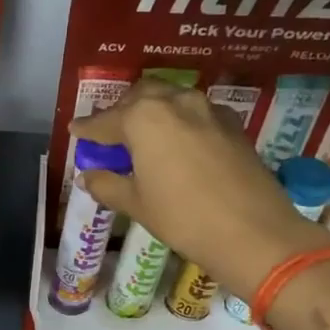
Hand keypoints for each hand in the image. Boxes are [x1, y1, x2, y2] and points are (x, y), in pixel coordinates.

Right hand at [73, 80, 329, 296]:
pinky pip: (196, 112)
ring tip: (142, 136)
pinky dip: (179, 120)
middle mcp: (176, 102)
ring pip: (171, 99)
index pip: (106, 120)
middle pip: (140, 96)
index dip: (87, 129)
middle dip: (121, 111)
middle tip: (110, 132)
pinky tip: (177, 143)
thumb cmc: (183, 217)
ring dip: (152, 111)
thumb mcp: (137, 204)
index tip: (75, 131)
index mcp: (144, 118)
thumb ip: (107, 184)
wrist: (254, 232)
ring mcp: (209, 110)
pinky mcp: (232, 125)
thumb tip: (88, 176)